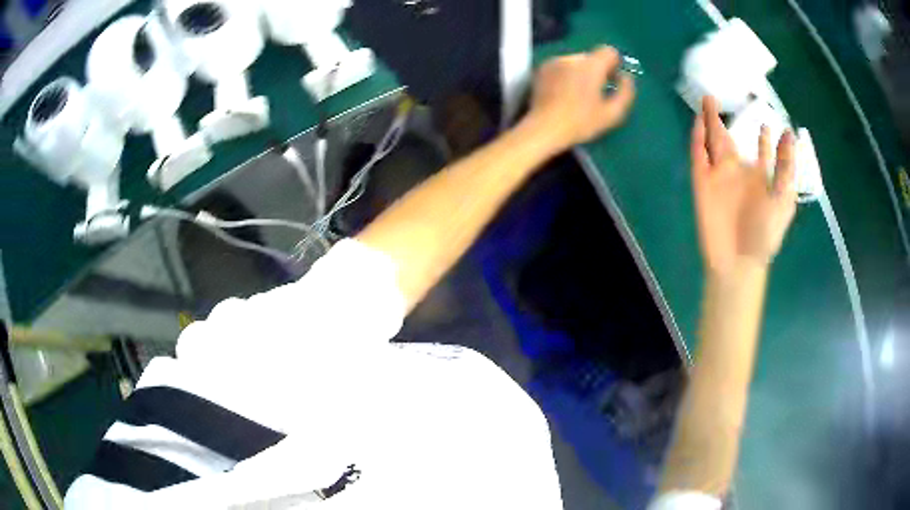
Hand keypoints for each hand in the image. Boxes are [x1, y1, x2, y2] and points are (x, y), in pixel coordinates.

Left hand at [527, 46, 635, 151]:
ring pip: (575, 62)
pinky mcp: (541, 69)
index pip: (608, 51)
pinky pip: (561, 67)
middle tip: (596, 93)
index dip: (614, 64)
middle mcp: (572, 58)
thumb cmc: (581, 122)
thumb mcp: (612, 113)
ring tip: (578, 95)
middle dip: (597, 70)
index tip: (612, 80)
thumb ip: (625, 92)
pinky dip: (566, 76)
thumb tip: (626, 78)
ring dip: (580, 73)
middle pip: (591, 57)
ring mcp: (554, 62)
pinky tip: (563, 94)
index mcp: (591, 65)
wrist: (544, 128)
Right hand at [691, 96, 796, 275]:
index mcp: (760, 177)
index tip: (767, 123)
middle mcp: (739, 172)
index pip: (762, 152)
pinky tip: (698, 123)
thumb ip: (785, 166)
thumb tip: (789, 133)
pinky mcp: (703, 183)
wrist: (738, 261)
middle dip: (724, 120)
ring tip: (707, 101)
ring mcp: (719, 176)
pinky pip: (698, 156)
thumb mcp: (783, 199)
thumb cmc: (765, 234)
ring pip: (712, 142)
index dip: (765, 139)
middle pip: (730, 140)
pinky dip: (697, 139)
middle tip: (718, 97)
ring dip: (709, 122)